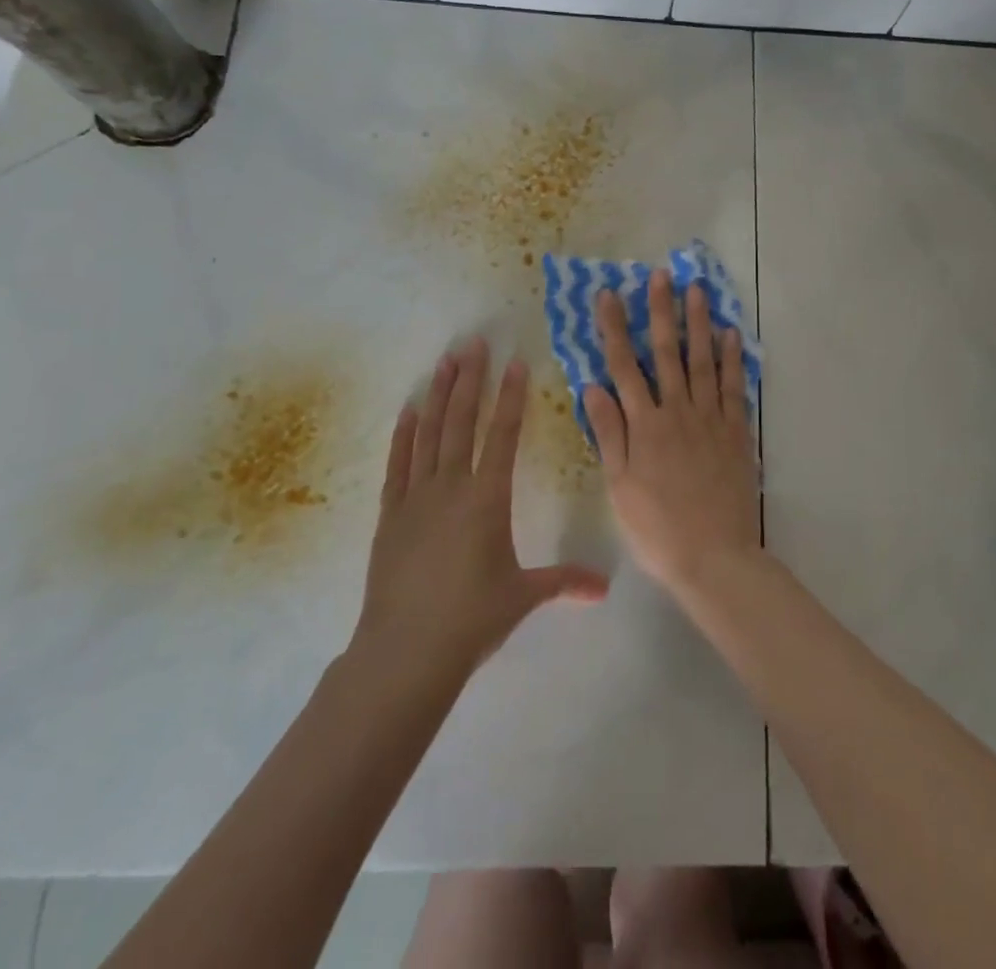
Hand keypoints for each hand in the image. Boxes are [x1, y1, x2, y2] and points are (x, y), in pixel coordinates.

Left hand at [356, 339, 607, 677]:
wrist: (404, 652)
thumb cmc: (471, 620)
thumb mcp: (523, 597)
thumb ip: (564, 582)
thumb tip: (605, 588)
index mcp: (487, 499)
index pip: (502, 435)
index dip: (510, 396)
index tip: (514, 362)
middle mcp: (451, 487)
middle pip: (461, 421)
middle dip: (470, 380)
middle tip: (473, 343)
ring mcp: (416, 498)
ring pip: (429, 434)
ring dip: (438, 395)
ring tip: (446, 361)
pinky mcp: (390, 515)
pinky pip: (398, 464)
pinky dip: (403, 434)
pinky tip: (409, 409)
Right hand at [583, 270, 760, 602]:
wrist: (714, 557)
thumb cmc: (657, 527)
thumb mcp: (619, 486)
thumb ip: (609, 433)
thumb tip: (592, 387)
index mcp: (644, 425)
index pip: (624, 367)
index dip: (614, 329)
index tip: (609, 296)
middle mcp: (677, 411)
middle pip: (666, 353)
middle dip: (661, 311)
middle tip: (661, 276)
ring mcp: (710, 419)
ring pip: (703, 361)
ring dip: (698, 323)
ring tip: (697, 289)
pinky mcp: (736, 432)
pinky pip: (734, 387)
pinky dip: (733, 359)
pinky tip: (730, 334)